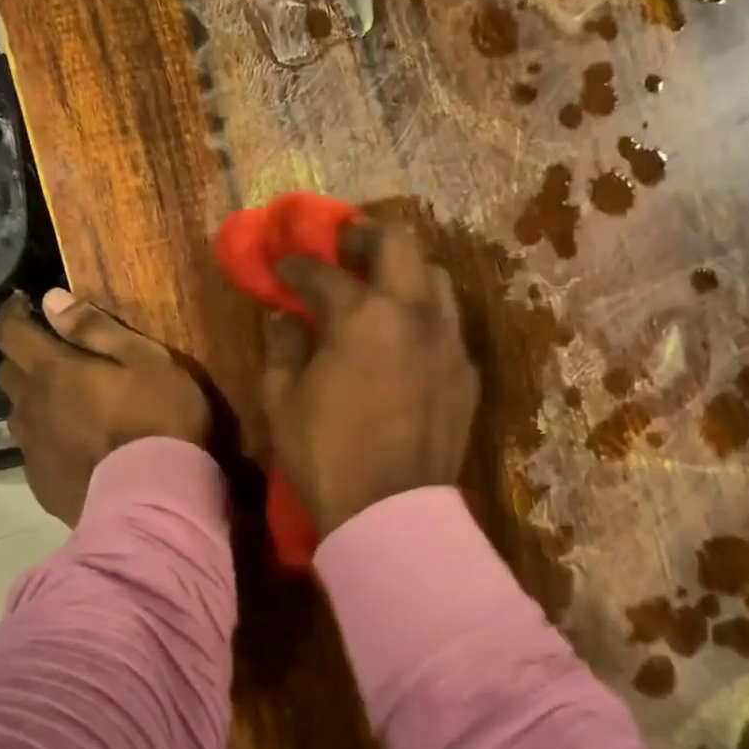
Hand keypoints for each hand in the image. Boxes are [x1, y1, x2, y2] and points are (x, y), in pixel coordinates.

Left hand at [0, 288, 210, 525]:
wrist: (155, 499)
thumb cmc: (159, 418)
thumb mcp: (144, 359)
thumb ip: (95, 328)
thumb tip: (51, 299)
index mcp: (53, 371)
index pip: (10, 333)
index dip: (10, 315)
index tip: (20, 305)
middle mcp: (31, 406)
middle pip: (9, 373)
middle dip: (24, 359)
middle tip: (54, 359)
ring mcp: (32, 449)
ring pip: (20, 414)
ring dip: (35, 402)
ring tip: (67, 407)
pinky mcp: (40, 484)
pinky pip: (35, 451)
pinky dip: (49, 440)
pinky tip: (77, 449)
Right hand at [261, 221, 479, 535]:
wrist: (391, 513)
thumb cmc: (326, 455)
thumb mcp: (282, 400)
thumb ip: (282, 346)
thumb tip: (284, 317)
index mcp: (361, 316)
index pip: (322, 272)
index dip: (295, 265)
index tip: (282, 267)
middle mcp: (413, 313)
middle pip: (398, 243)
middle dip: (364, 235)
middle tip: (343, 246)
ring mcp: (448, 340)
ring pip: (434, 277)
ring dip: (403, 271)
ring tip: (379, 287)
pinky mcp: (466, 371)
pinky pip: (448, 323)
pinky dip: (423, 315)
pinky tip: (404, 337)